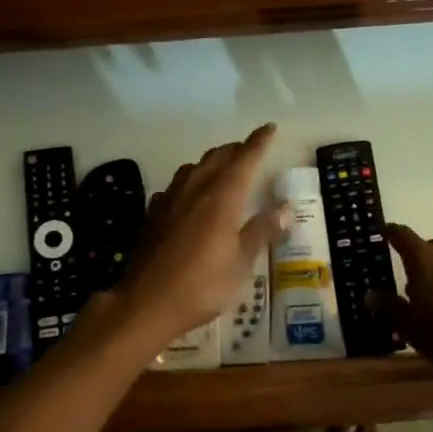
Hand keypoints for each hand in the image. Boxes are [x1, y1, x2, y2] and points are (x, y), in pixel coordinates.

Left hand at [109, 124, 290, 345]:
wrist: (146, 302)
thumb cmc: (202, 284)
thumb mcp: (241, 262)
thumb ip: (261, 231)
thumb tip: (286, 209)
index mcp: (222, 196)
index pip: (244, 159)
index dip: (258, 142)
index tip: (269, 128)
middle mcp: (196, 189)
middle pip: (217, 157)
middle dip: (236, 150)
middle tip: (250, 151)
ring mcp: (171, 200)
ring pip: (194, 168)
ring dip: (211, 162)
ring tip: (223, 168)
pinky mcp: (154, 214)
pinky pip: (176, 186)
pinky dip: (190, 182)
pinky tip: (189, 196)